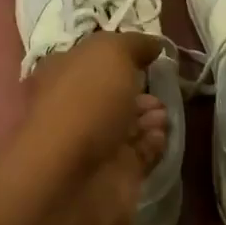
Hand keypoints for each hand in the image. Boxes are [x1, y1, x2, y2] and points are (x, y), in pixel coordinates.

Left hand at [16, 32, 168, 224]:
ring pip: (125, 124)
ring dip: (147, 115)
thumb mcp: (109, 52)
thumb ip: (133, 44)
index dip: (116, 54)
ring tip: (164, 110)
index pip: (89, 59)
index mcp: (61, 74)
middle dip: (136, 88)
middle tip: (161, 84)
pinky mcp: (113, 176)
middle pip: (109, 94)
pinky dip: (152, 142)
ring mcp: (92, 145)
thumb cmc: (85, 102)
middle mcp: (73, 108)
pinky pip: (138, 154)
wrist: (72, 180)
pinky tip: (163, 133)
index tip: (147, 53)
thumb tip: (152, 44)